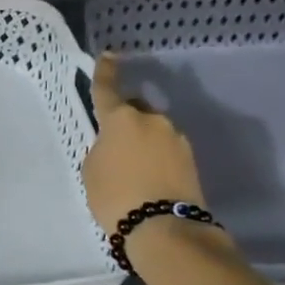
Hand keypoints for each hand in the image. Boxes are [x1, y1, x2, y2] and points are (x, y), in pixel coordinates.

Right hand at [81, 53, 208, 235]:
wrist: (164, 228)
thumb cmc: (115, 196)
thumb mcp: (93, 169)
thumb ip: (103, 147)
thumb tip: (117, 143)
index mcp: (121, 118)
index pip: (108, 88)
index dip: (105, 71)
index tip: (108, 56)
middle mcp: (152, 119)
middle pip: (135, 110)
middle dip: (127, 120)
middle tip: (115, 146)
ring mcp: (176, 138)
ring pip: (154, 130)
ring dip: (144, 141)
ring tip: (134, 169)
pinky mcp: (191, 158)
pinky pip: (167, 149)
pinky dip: (157, 157)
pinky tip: (150, 179)